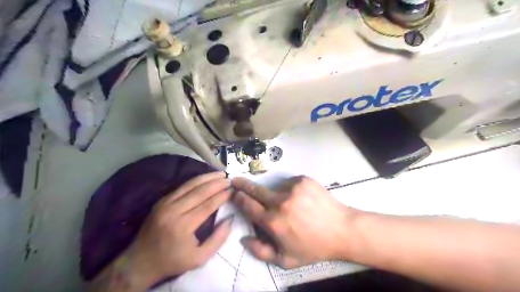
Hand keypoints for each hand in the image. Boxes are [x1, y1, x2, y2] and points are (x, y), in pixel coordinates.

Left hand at [130, 171, 233, 284]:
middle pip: (199, 191)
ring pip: (190, 185)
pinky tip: (205, 177)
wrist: (140, 262)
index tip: (233, 190)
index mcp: (183, 226)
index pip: (207, 205)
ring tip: (220, 173)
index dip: (222, 196)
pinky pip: (181, 187)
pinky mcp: (161, 201)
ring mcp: (165, 203)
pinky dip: (195, 180)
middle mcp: (173, 211)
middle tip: (229, 179)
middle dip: (217, 183)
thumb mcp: (199, 258)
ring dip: (207, 177)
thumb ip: (217, 239)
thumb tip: (230, 219)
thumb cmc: (172, 261)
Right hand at [231, 175, 357, 268]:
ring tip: (292, 205)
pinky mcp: (303, 180)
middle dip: (242, 184)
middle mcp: (280, 202)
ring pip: (275, 187)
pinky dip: (290, 189)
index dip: (238, 198)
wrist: (342, 230)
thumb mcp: (286, 260)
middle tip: (235, 180)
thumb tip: (242, 238)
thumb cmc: (313, 247)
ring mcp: (292, 188)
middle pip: (255, 189)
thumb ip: (260, 251)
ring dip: (276, 194)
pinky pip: (289, 183)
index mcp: (273, 222)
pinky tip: (301, 199)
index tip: (233, 193)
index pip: (248, 205)